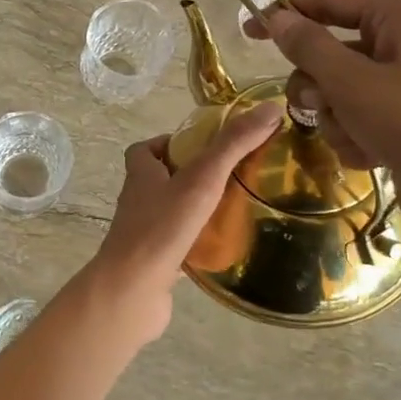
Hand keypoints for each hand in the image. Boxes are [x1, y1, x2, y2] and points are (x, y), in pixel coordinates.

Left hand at [84, 104, 282, 339]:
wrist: (131, 291)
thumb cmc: (161, 228)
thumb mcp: (201, 178)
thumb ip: (232, 145)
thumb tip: (269, 108)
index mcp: (141, 174)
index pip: (146, 149)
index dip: (170, 143)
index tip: (204, 146)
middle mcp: (137, 201)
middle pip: (160, 180)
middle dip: (191, 176)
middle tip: (230, 176)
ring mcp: (143, 234)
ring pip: (170, 214)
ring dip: (195, 210)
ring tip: (234, 208)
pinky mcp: (153, 263)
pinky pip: (177, 246)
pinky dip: (197, 244)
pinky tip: (224, 247)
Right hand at [243, 0, 400, 247]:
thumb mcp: (352, 81)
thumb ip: (308, 46)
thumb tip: (276, 17)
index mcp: (400, 16)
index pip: (328, 2)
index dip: (286, 15)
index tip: (247, 32)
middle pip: (330, 52)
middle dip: (318, 85)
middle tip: (317, 105)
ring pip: (338, 90)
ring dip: (336, 118)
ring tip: (356, 137)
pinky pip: (357, 117)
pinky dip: (355, 137)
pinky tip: (372, 155)